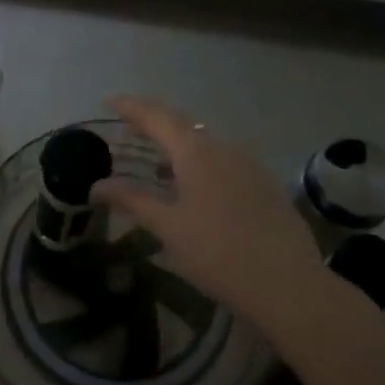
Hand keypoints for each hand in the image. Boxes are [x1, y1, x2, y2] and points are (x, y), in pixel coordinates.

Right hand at [93, 97, 353, 347]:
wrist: (287, 284)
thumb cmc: (217, 253)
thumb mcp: (168, 227)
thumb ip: (132, 200)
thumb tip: (97, 185)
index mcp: (196, 151)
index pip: (157, 116)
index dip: (131, 106)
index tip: (109, 101)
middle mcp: (224, 147)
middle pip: (182, 123)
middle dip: (153, 120)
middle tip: (128, 125)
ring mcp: (249, 163)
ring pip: (206, 141)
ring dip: (178, 141)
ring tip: (157, 155)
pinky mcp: (265, 183)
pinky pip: (224, 158)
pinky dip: (200, 159)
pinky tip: (193, 182)